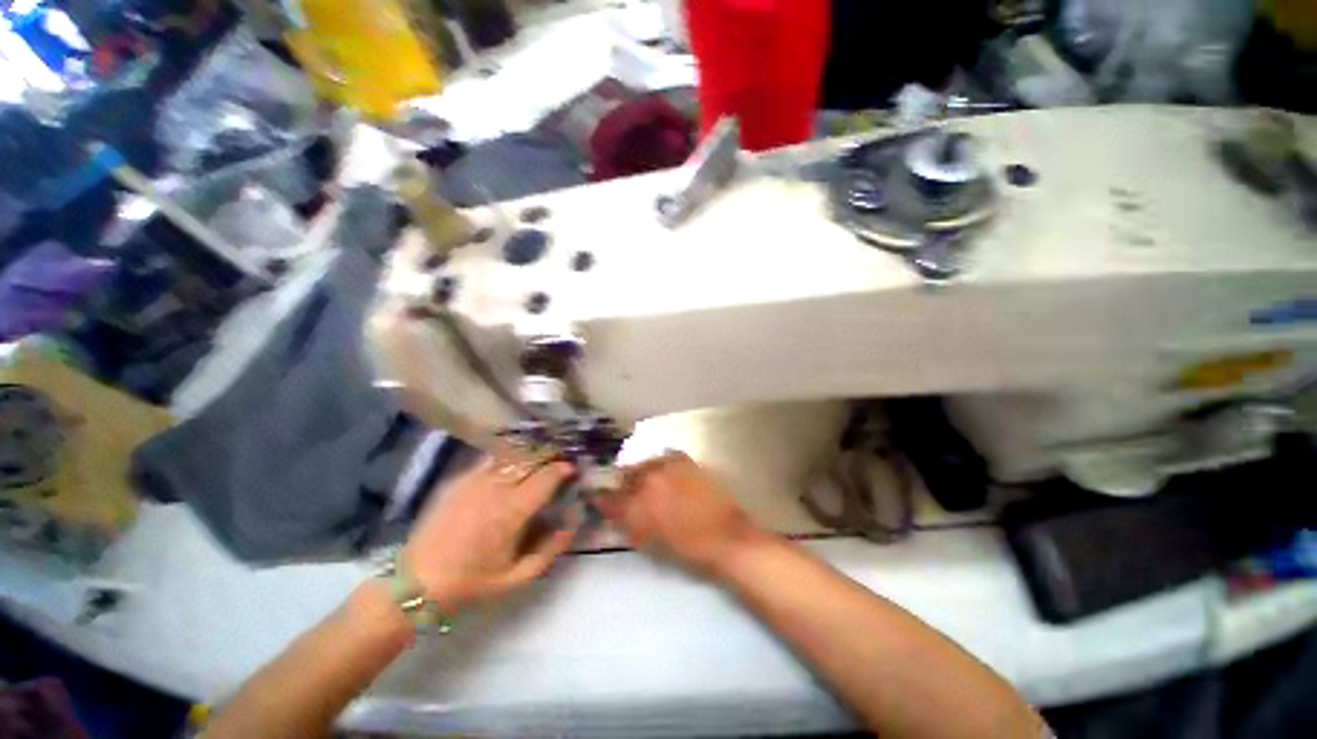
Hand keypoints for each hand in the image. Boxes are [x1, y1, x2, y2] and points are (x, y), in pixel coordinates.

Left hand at [402, 452, 576, 611]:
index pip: (548, 476)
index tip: (572, 471)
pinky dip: (507, 459)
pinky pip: (491, 460)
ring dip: (530, 456)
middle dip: (551, 458)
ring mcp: (476, 479)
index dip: (564, 469)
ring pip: (513, 455)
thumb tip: (569, 526)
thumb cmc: (471, 581)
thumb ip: (550, 551)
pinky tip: (509, 468)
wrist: (417, 581)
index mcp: (514, 509)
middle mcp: (497, 486)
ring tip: (538, 463)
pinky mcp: (459, 479)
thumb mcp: (516, 577)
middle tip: (559, 464)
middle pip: (533, 459)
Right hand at [598, 452, 765, 575]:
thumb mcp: (651, 543)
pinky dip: (660, 467)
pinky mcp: (683, 459)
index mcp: (637, 505)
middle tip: (630, 497)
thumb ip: (630, 524)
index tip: (597, 499)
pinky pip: (662, 459)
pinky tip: (666, 478)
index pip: (609, 499)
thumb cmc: (687, 549)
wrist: (725, 536)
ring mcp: (666, 465)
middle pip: (625, 475)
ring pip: (643, 465)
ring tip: (651, 486)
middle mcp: (647, 479)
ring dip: (641, 475)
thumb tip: (618, 514)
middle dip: (624, 486)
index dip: (601, 499)